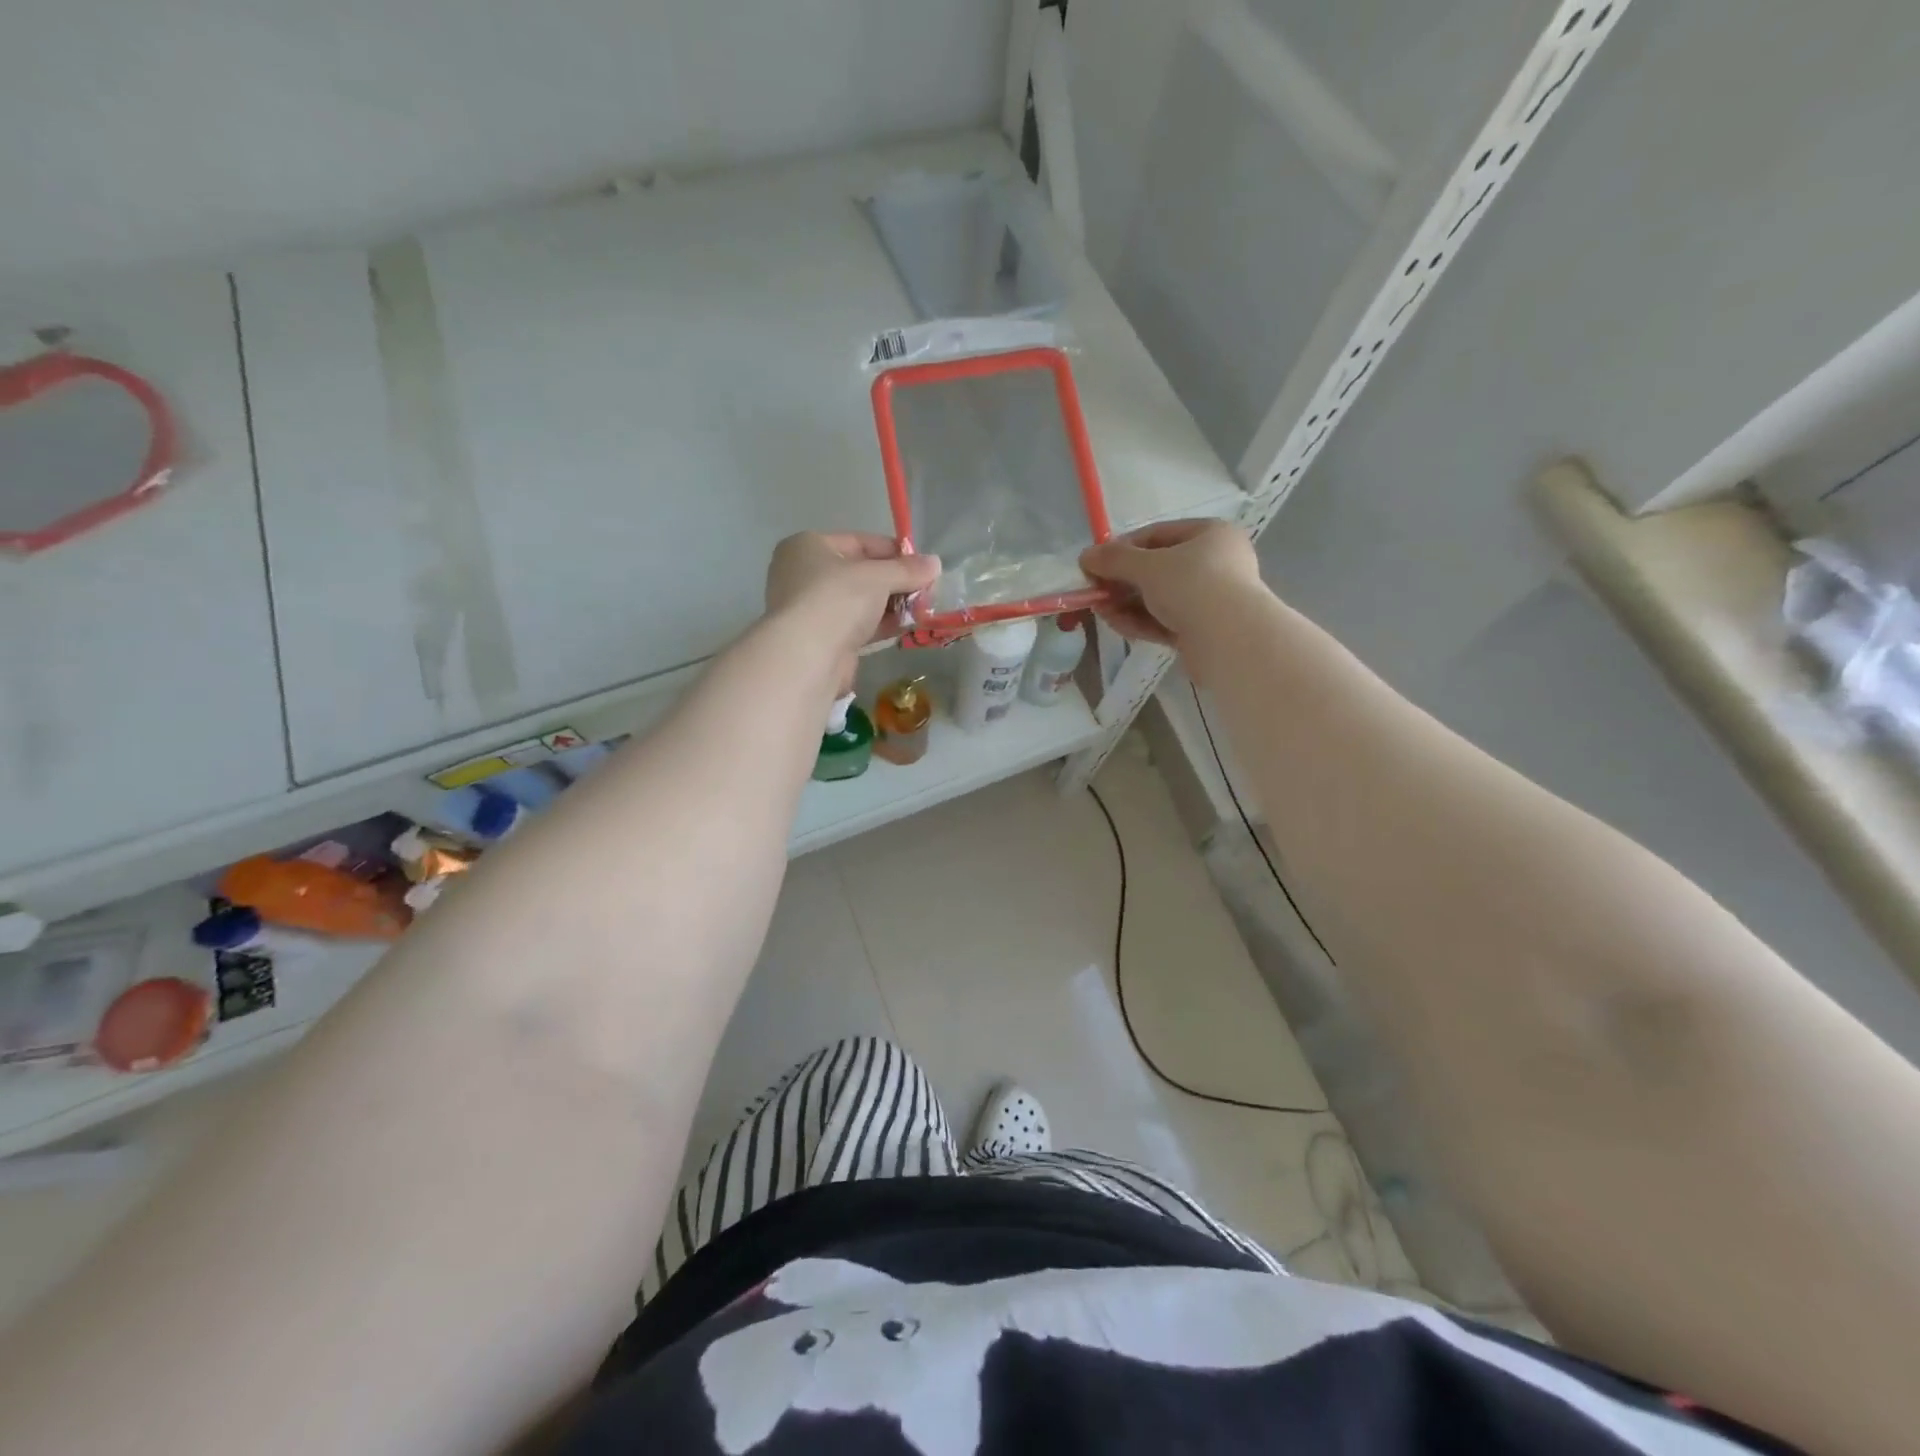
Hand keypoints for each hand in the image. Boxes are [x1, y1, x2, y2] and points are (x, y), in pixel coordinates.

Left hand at [765, 532, 939, 682]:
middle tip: (927, 590)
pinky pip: (857, 624)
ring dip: (892, 605)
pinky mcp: (822, 638)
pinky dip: (881, 624)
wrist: (807, 656)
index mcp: (808, 546)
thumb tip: (936, 563)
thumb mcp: (878, 577)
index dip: (894, 552)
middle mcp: (805, 574)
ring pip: (860, 601)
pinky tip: (907, 626)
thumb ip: (907, 570)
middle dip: (895, 581)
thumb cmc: (837, 599)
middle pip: (861, 572)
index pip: (860, 542)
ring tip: (923, 609)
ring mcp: (812, 609)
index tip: (923, 565)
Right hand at [1079, 519, 1262, 646]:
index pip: (1157, 535)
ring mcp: (1210, 599)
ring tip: (1098, 610)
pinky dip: (1140, 621)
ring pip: (1159, 598)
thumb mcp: (1147, 566)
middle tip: (1094, 590)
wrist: (1230, 639)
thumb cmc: (1192, 585)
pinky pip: (1165, 620)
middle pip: (1157, 569)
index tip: (1095, 563)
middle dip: (1122, 581)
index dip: (1122, 548)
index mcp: (1210, 535)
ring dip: (1126, 603)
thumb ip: (1114, 559)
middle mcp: (1215, 563)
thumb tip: (1085, 556)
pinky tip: (1115, 623)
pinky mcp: (1202, 631)